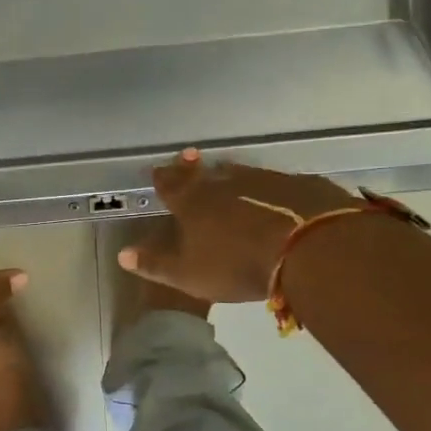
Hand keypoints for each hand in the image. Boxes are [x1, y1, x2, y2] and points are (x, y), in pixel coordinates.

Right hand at [117, 150, 356, 302]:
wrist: (308, 248)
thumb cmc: (238, 265)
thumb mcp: (189, 274)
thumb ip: (156, 264)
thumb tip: (122, 254)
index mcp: (193, 203)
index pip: (171, 186)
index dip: (164, 178)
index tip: (159, 169)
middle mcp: (224, 184)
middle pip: (204, 173)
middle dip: (193, 168)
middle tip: (189, 157)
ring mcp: (264, 180)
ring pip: (240, 172)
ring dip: (230, 173)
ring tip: (226, 170)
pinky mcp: (298, 185)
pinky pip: (276, 182)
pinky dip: (268, 186)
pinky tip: (275, 192)